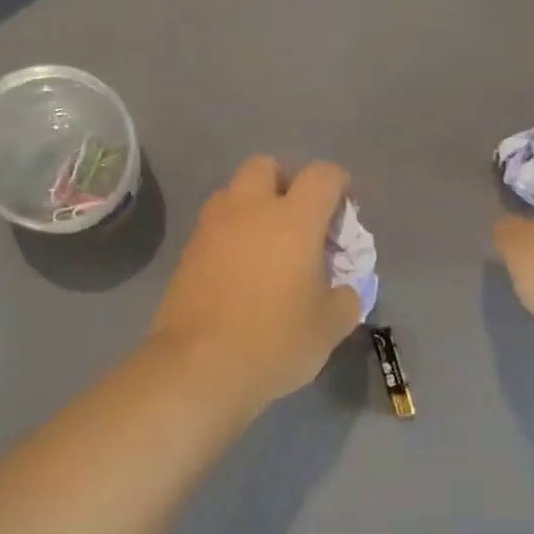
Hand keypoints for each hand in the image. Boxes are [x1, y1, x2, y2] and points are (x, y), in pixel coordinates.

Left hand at [150, 156, 364, 411]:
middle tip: (299, 218)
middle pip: (266, 166)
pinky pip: (214, 224)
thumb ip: (345, 298)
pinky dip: (231, 232)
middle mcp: (250, 209)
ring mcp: (212, 227)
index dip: (339, 184)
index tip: (343, 210)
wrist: (199, 367)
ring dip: (253, 204)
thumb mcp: (330, 326)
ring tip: (266, 243)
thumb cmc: (275, 341)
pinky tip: (240, 267)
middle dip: (286, 181)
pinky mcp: (188, 251)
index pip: (322, 175)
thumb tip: (342, 290)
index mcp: (293, 219)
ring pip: (234, 192)